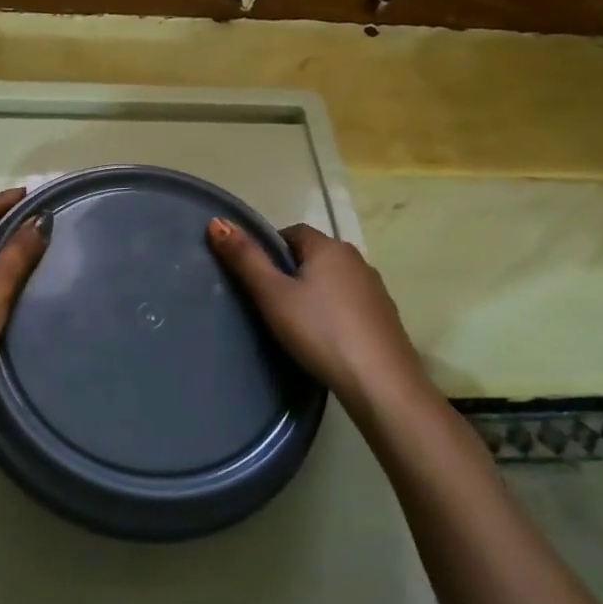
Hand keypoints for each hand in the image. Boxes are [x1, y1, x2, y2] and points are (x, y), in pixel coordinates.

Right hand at [206, 219, 427, 409]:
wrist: (381, 383)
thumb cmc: (320, 331)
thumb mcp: (273, 295)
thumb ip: (245, 259)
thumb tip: (217, 220)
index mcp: (329, 247)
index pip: (292, 232)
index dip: (270, 250)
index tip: (256, 278)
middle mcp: (356, 260)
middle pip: (314, 255)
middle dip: (291, 271)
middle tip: (270, 303)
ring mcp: (375, 289)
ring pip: (334, 280)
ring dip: (315, 292)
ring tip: (295, 322)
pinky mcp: (385, 317)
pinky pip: (350, 303)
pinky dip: (335, 312)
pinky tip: (325, 338)